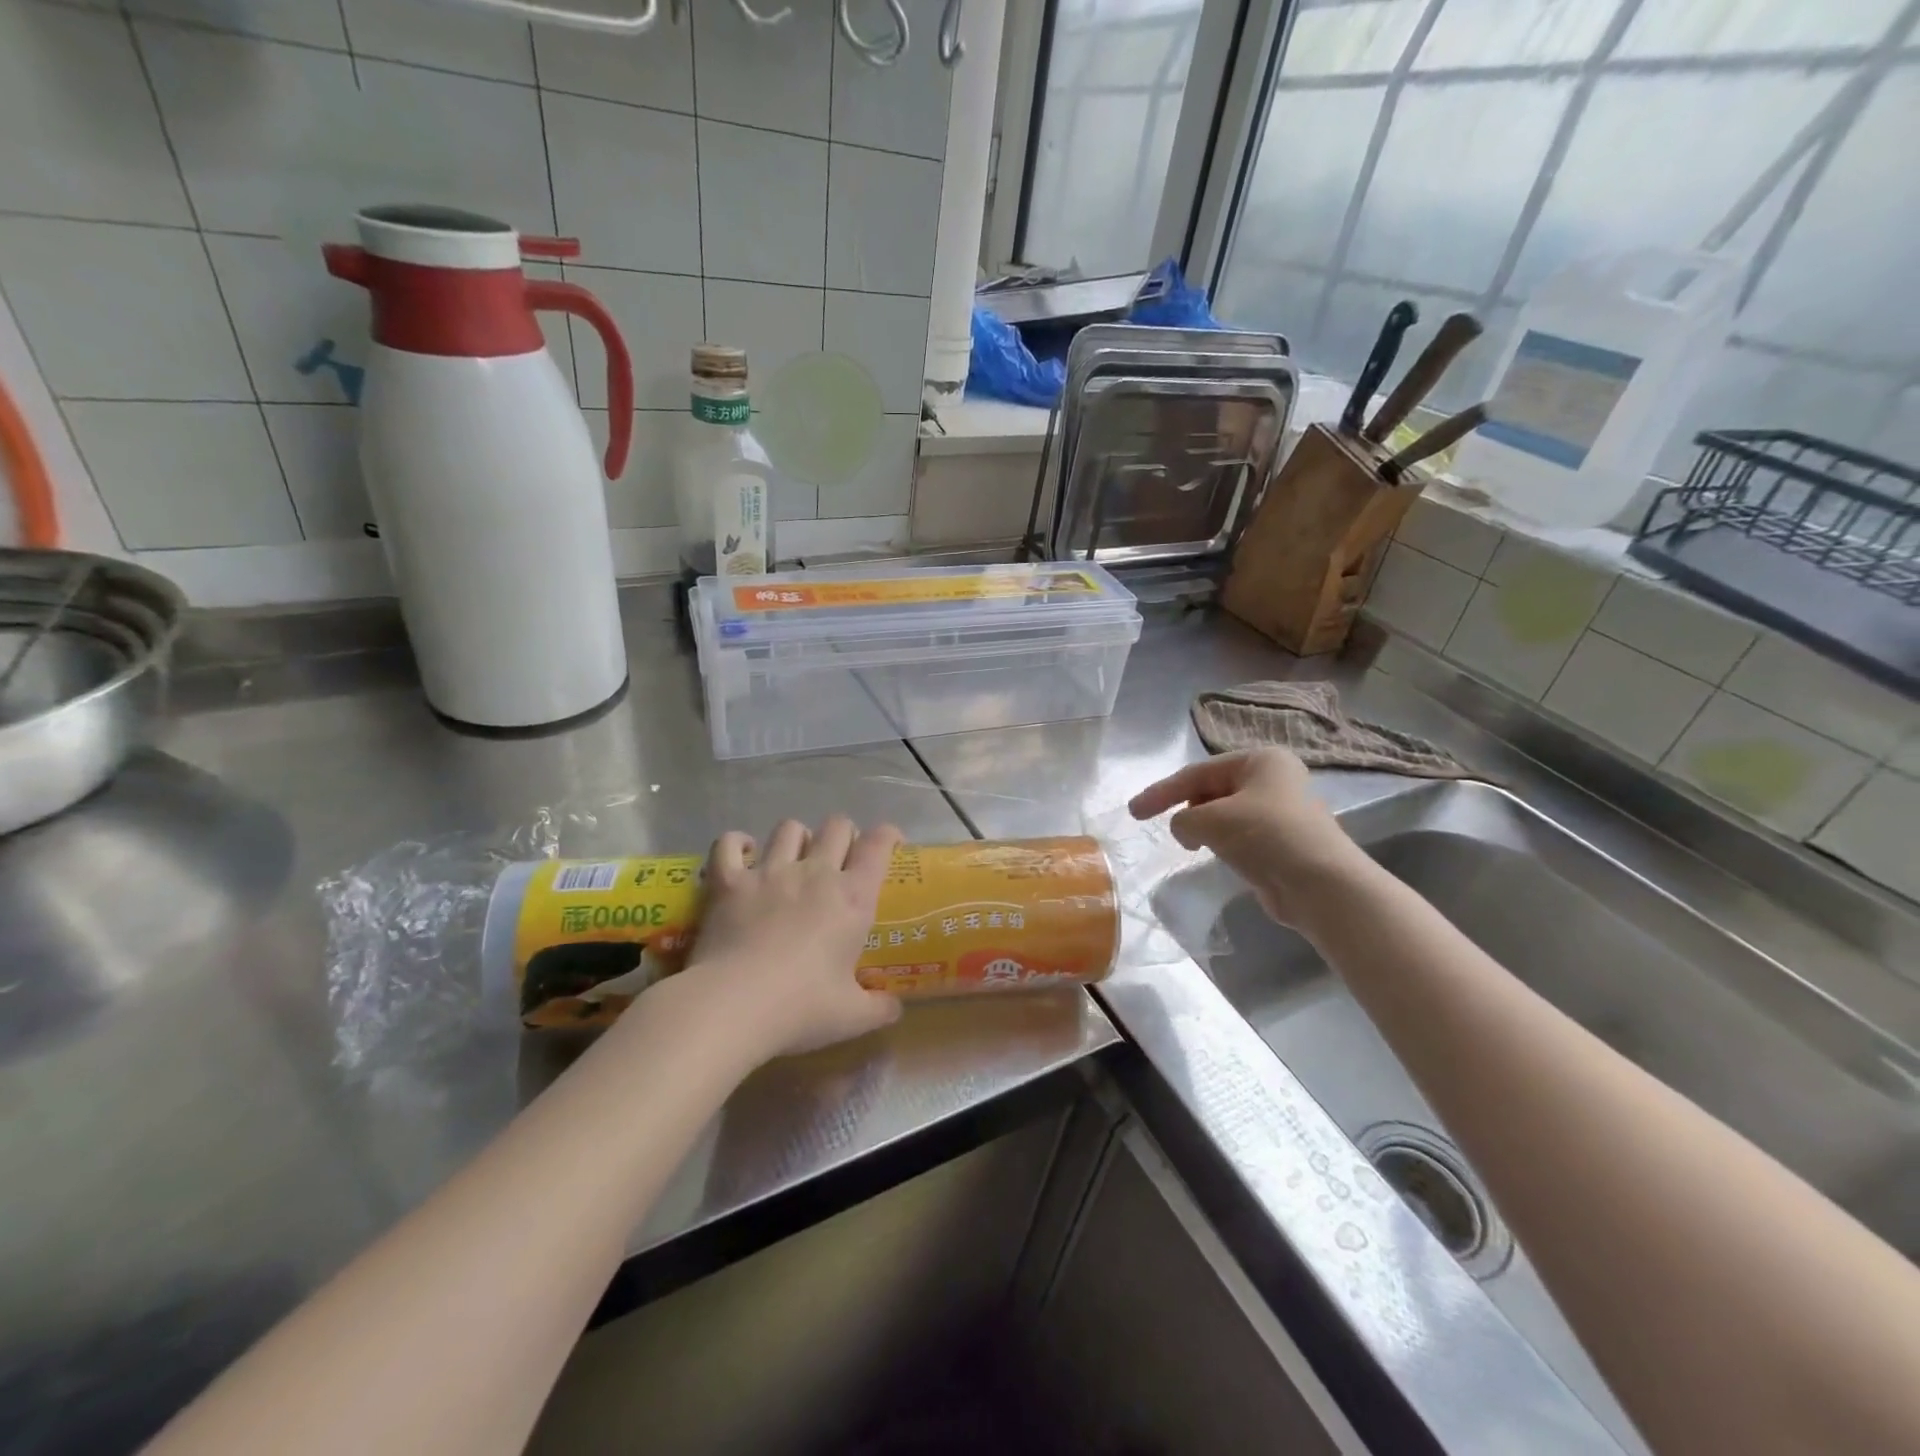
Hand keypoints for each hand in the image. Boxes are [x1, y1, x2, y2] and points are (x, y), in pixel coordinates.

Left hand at [672, 816, 904, 1061]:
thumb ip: (879, 1008)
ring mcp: (769, 872)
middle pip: (836, 826)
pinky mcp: (729, 881)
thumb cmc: (801, 1008)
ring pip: (789, 829)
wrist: (733, 1006)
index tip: (890, 843)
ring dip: (797, 838)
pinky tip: (743, 854)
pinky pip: (730, 843)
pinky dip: (737, 843)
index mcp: (853, 897)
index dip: (888, 835)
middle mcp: (815, 872)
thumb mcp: (852, 1017)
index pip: (878, 844)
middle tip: (840, 858)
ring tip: (794, 857)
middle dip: (843, 834)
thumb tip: (895, 1010)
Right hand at [1127, 749, 1365, 927]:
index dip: (1161, 791)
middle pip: (1212, 789)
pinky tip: (1216, 856)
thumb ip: (1183, 819)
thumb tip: (1184, 829)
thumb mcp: (1211, 819)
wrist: (1320, 884)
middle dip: (1186, 807)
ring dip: (1204, 827)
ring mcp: (1280, 811)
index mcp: (1260, 760)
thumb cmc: (1265, 836)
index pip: (1197, 772)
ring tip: (1192, 844)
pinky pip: (1239, 835)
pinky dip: (1222, 842)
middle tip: (1166, 829)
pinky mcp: (1281, 842)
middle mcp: (1273, 779)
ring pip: (1225, 813)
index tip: (1134, 812)